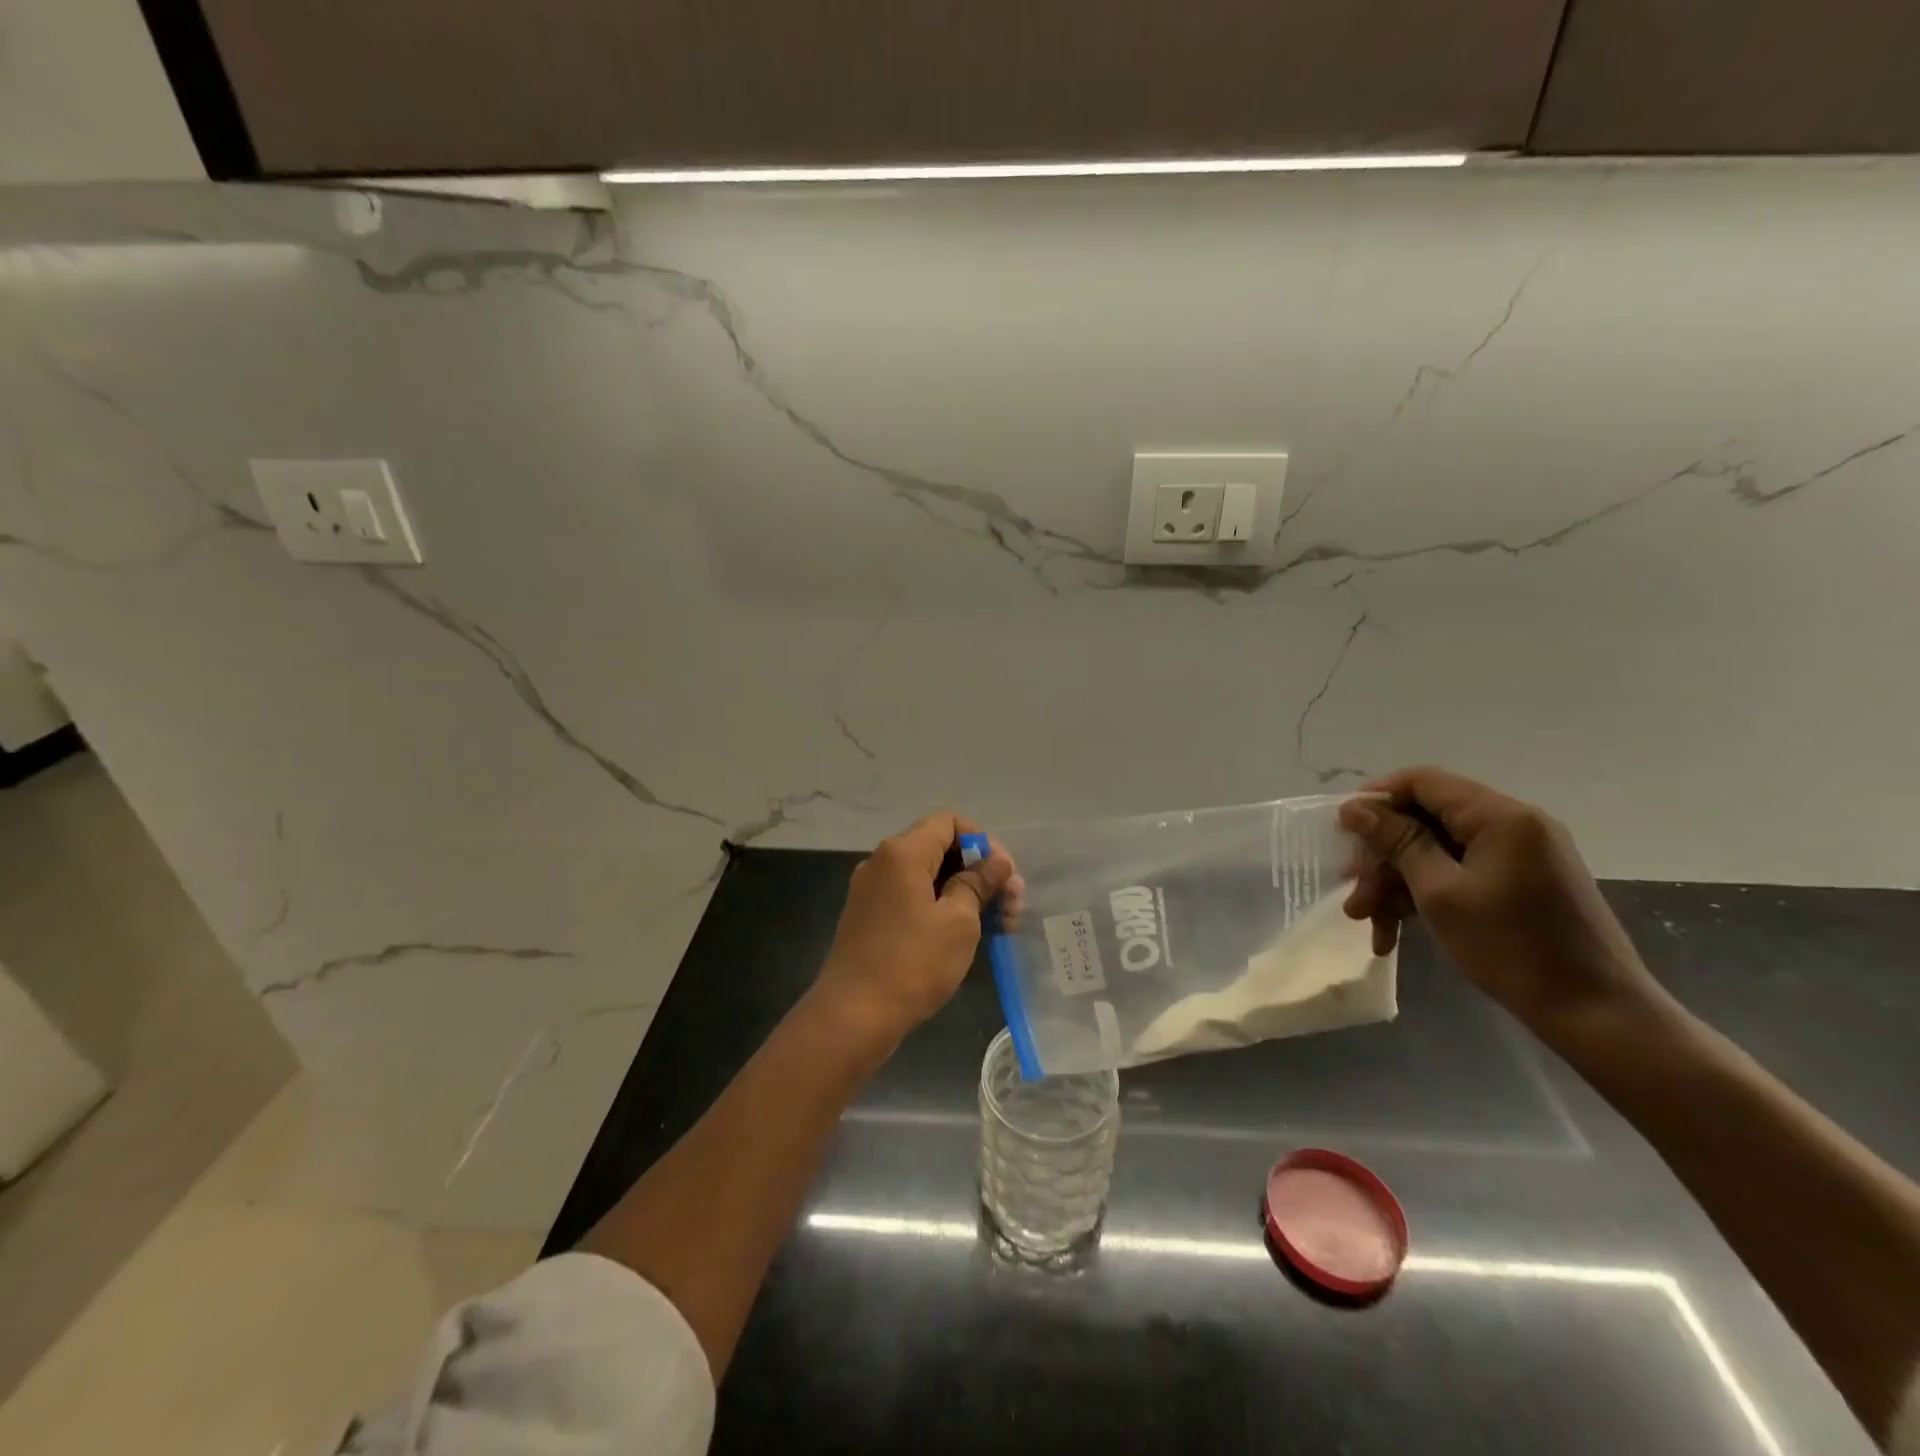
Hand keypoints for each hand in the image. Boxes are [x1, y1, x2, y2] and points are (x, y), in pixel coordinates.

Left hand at [811, 812, 1014, 1043]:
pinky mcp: (870, 918)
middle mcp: (882, 862)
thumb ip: (979, 883)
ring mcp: (872, 891)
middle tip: (1012, 905)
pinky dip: (941, 908)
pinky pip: (912, 898)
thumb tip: (997, 862)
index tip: (1004, 876)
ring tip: (999, 925)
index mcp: (902, 852)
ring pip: (928, 877)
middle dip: (979, 872)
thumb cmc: (913, 963)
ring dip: (965, 893)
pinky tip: (966, 935)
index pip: (950, 822)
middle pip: (940, 849)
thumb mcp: (958, 921)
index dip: (983, 842)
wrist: (853, 1017)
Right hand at [1339, 767, 1667, 1038]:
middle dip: (1383, 855)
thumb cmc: (1511, 948)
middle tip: (1351, 891)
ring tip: (1367, 922)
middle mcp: (1513, 824)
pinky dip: (1425, 895)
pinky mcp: (1521, 882)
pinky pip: (1459, 873)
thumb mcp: (1439, 892)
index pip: (1423, 782)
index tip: (1341, 832)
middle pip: (1426, 820)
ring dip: (1397, 882)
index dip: (1376, 799)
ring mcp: (1520, 855)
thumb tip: (1354, 806)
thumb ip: (1396, 842)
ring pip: (1437, 851)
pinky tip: (1396, 931)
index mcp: (1500, 816)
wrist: (1596, 1015)